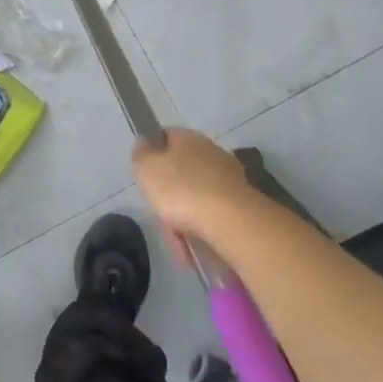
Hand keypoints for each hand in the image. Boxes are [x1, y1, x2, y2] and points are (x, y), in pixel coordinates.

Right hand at [131, 129, 257, 255]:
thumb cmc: (181, 190)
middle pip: (179, 170)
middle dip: (168, 194)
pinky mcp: (241, 202)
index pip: (164, 137)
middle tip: (160, 213)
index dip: (151, 155)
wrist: (231, 221)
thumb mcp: (146, 169)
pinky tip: (193, 244)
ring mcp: (229, 177)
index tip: (144, 177)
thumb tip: (144, 143)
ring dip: (184, 216)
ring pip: (195, 195)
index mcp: (188, 138)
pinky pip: (211, 213)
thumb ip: (141, 154)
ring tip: (178, 239)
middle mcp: (211, 152)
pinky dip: (201, 227)